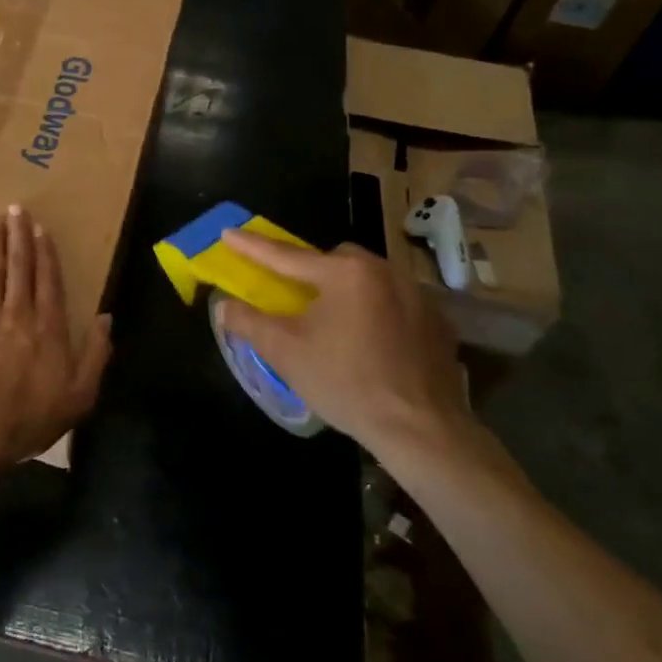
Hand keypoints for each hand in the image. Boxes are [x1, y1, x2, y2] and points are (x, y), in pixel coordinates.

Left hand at [0, 205, 112, 471]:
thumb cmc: (31, 417)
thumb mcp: (79, 395)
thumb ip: (96, 355)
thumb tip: (107, 318)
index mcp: (49, 327)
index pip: (49, 280)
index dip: (46, 253)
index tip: (41, 228)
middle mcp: (18, 313)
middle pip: (20, 267)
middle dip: (19, 236)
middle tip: (16, 209)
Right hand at [217, 230, 470, 463]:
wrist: (420, 429)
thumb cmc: (345, 382)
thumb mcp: (284, 351)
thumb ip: (248, 321)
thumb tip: (224, 306)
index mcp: (345, 273)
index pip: (286, 256)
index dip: (252, 246)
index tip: (228, 233)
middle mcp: (384, 272)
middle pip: (335, 260)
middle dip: (312, 270)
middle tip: (295, 295)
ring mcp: (418, 296)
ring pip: (369, 279)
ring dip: (347, 291)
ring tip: (334, 321)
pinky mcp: (438, 323)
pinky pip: (396, 303)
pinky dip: (376, 312)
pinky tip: (370, 342)